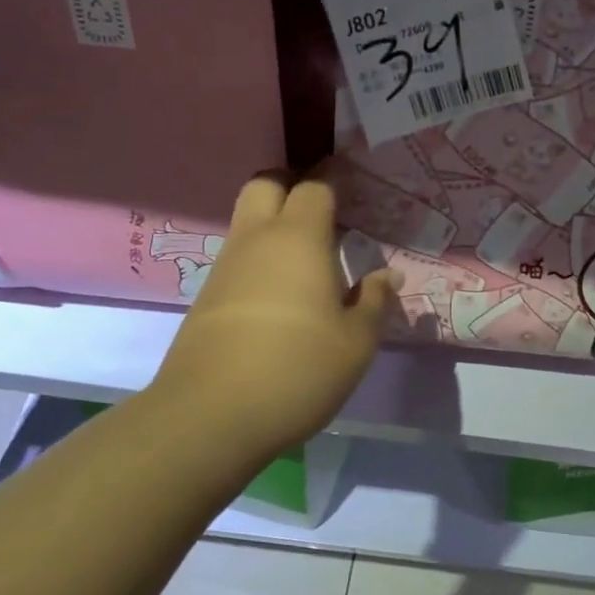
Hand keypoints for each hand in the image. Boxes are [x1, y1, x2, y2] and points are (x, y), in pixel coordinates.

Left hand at [152, 173, 394, 459]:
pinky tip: (282, 295)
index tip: (350, 181)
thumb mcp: (357, 342)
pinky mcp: (207, 299)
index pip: (314, 188)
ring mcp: (225, 269)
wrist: (212, 416)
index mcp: (299, 239)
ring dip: (274, 225)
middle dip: (291, 184)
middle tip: (322, 209)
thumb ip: (374, 302)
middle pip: (265, 184)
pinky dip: (261, 260)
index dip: (333, 179)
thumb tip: (386, 275)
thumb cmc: (299, 369)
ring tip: (309, 258)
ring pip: (247, 223)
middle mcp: (256, 241)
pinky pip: (238, 259)